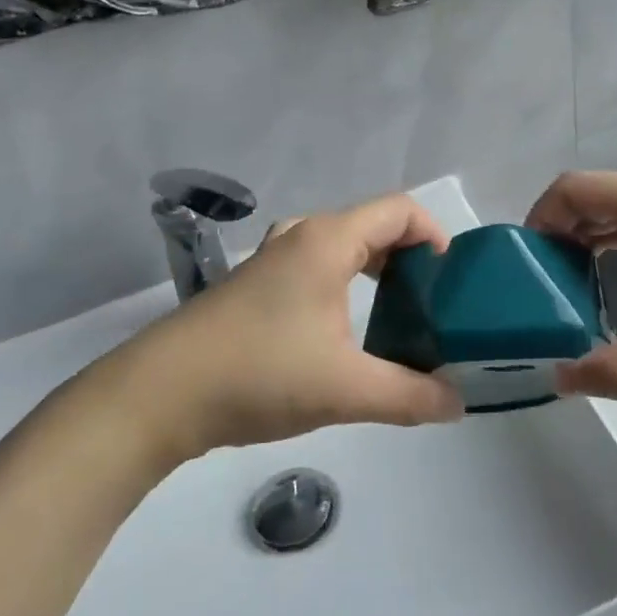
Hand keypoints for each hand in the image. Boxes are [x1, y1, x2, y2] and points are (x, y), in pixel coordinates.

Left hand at [66, 193, 465, 459]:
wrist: (158, 396)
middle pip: (371, 227)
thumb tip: (458, 405)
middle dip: (409, 259)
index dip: (435, 234)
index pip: (400, 210)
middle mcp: (300, 237)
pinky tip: (343, 334)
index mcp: (327, 241)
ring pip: (339, 249)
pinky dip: (343, 286)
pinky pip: (313, 269)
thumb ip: (411, 396)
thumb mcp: (347, 390)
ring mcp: (270, 261)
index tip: (451, 281)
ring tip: (396, 317)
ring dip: (374, 273)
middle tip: (431, 304)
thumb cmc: (260, 375)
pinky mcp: (251, 288)